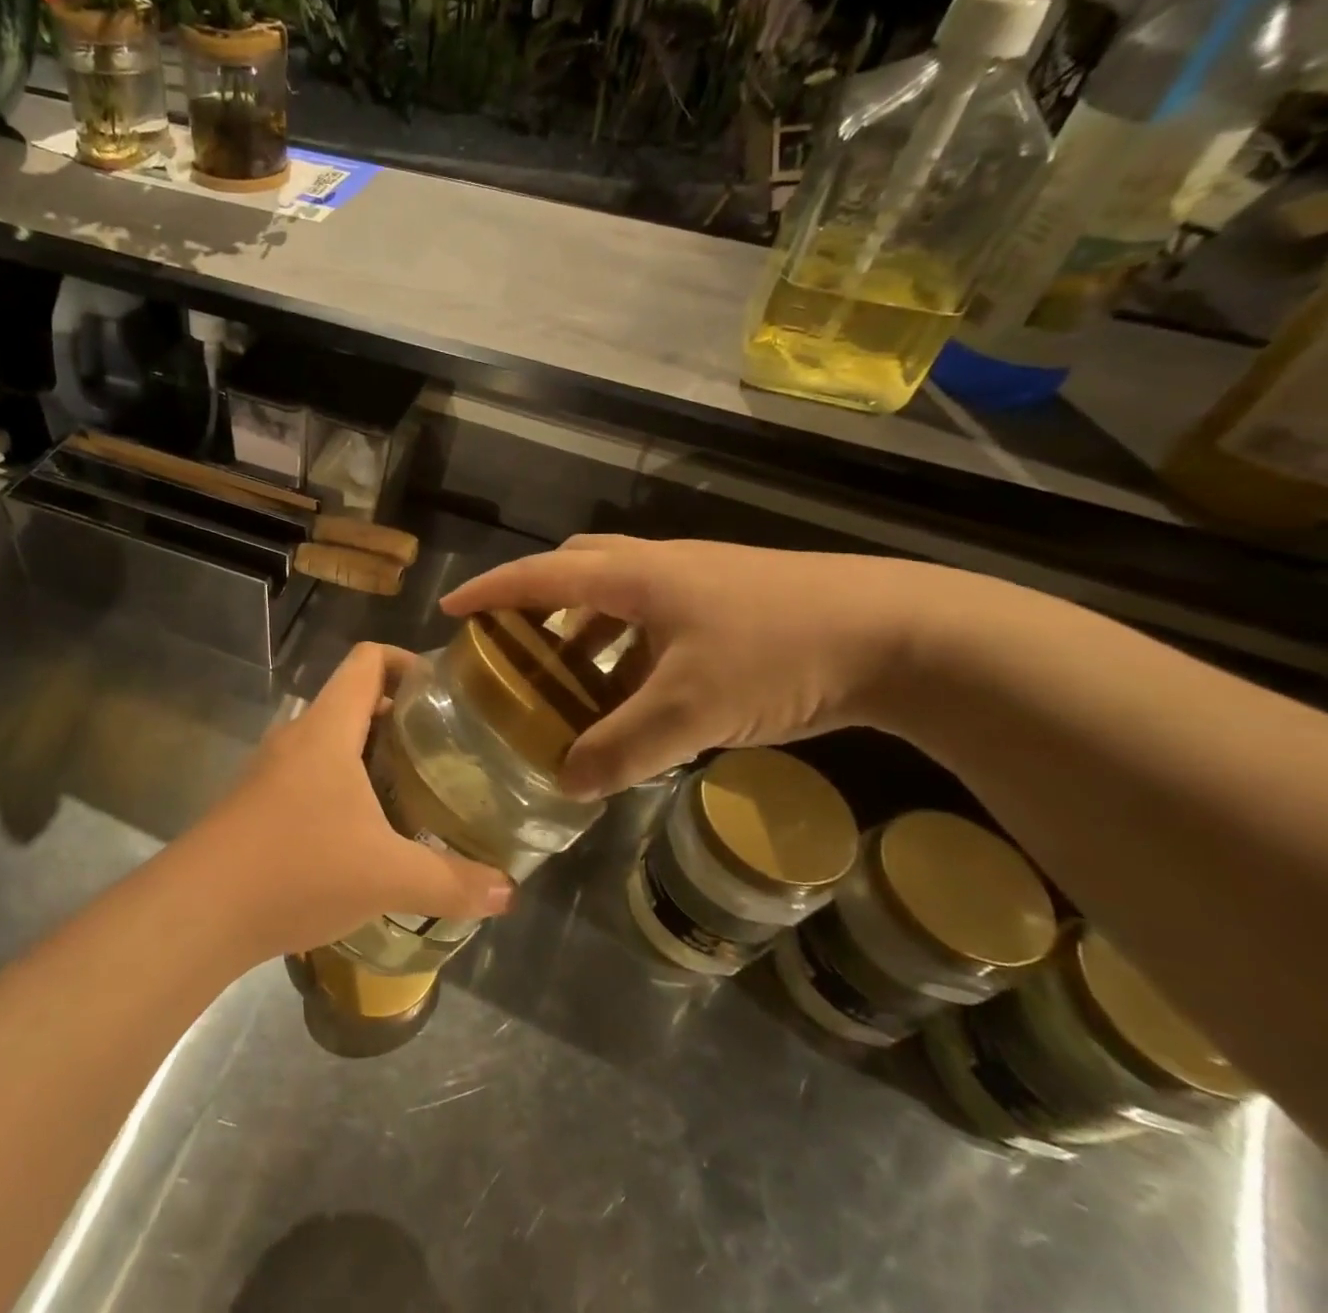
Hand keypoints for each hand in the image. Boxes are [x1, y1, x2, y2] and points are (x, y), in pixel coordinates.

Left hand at [184, 643, 514, 960]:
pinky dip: (345, 787)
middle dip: (401, 718)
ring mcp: (272, 771)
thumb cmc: (297, 869)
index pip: (367, 660)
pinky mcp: (258, 804)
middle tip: (446, 750)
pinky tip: (367, 834)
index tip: (446, 693)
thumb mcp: (386, 877)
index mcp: (328, 729)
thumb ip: (452, 882)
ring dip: (372, 756)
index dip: (408, 661)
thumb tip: (509, 890)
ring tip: (415, 791)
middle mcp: (297, 738)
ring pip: (332, 743)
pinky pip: (311, 777)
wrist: (197, 912)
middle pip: (354, 700)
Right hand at [441, 536, 932, 799]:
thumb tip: (567, 782)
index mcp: (634, 576)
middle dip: (538, 600)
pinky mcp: (730, 603)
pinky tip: (640, 691)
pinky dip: (629, 647)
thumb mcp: (691, 710)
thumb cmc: (779, 653)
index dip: (491, 591)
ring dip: (586, 628)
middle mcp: (658, 567)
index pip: (541, 575)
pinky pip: (654, 618)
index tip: (450, 610)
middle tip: (517, 644)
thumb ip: (622, 748)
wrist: (899, 632)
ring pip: (618, 595)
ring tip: (572, 679)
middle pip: (578, 568)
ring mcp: (698, 581)